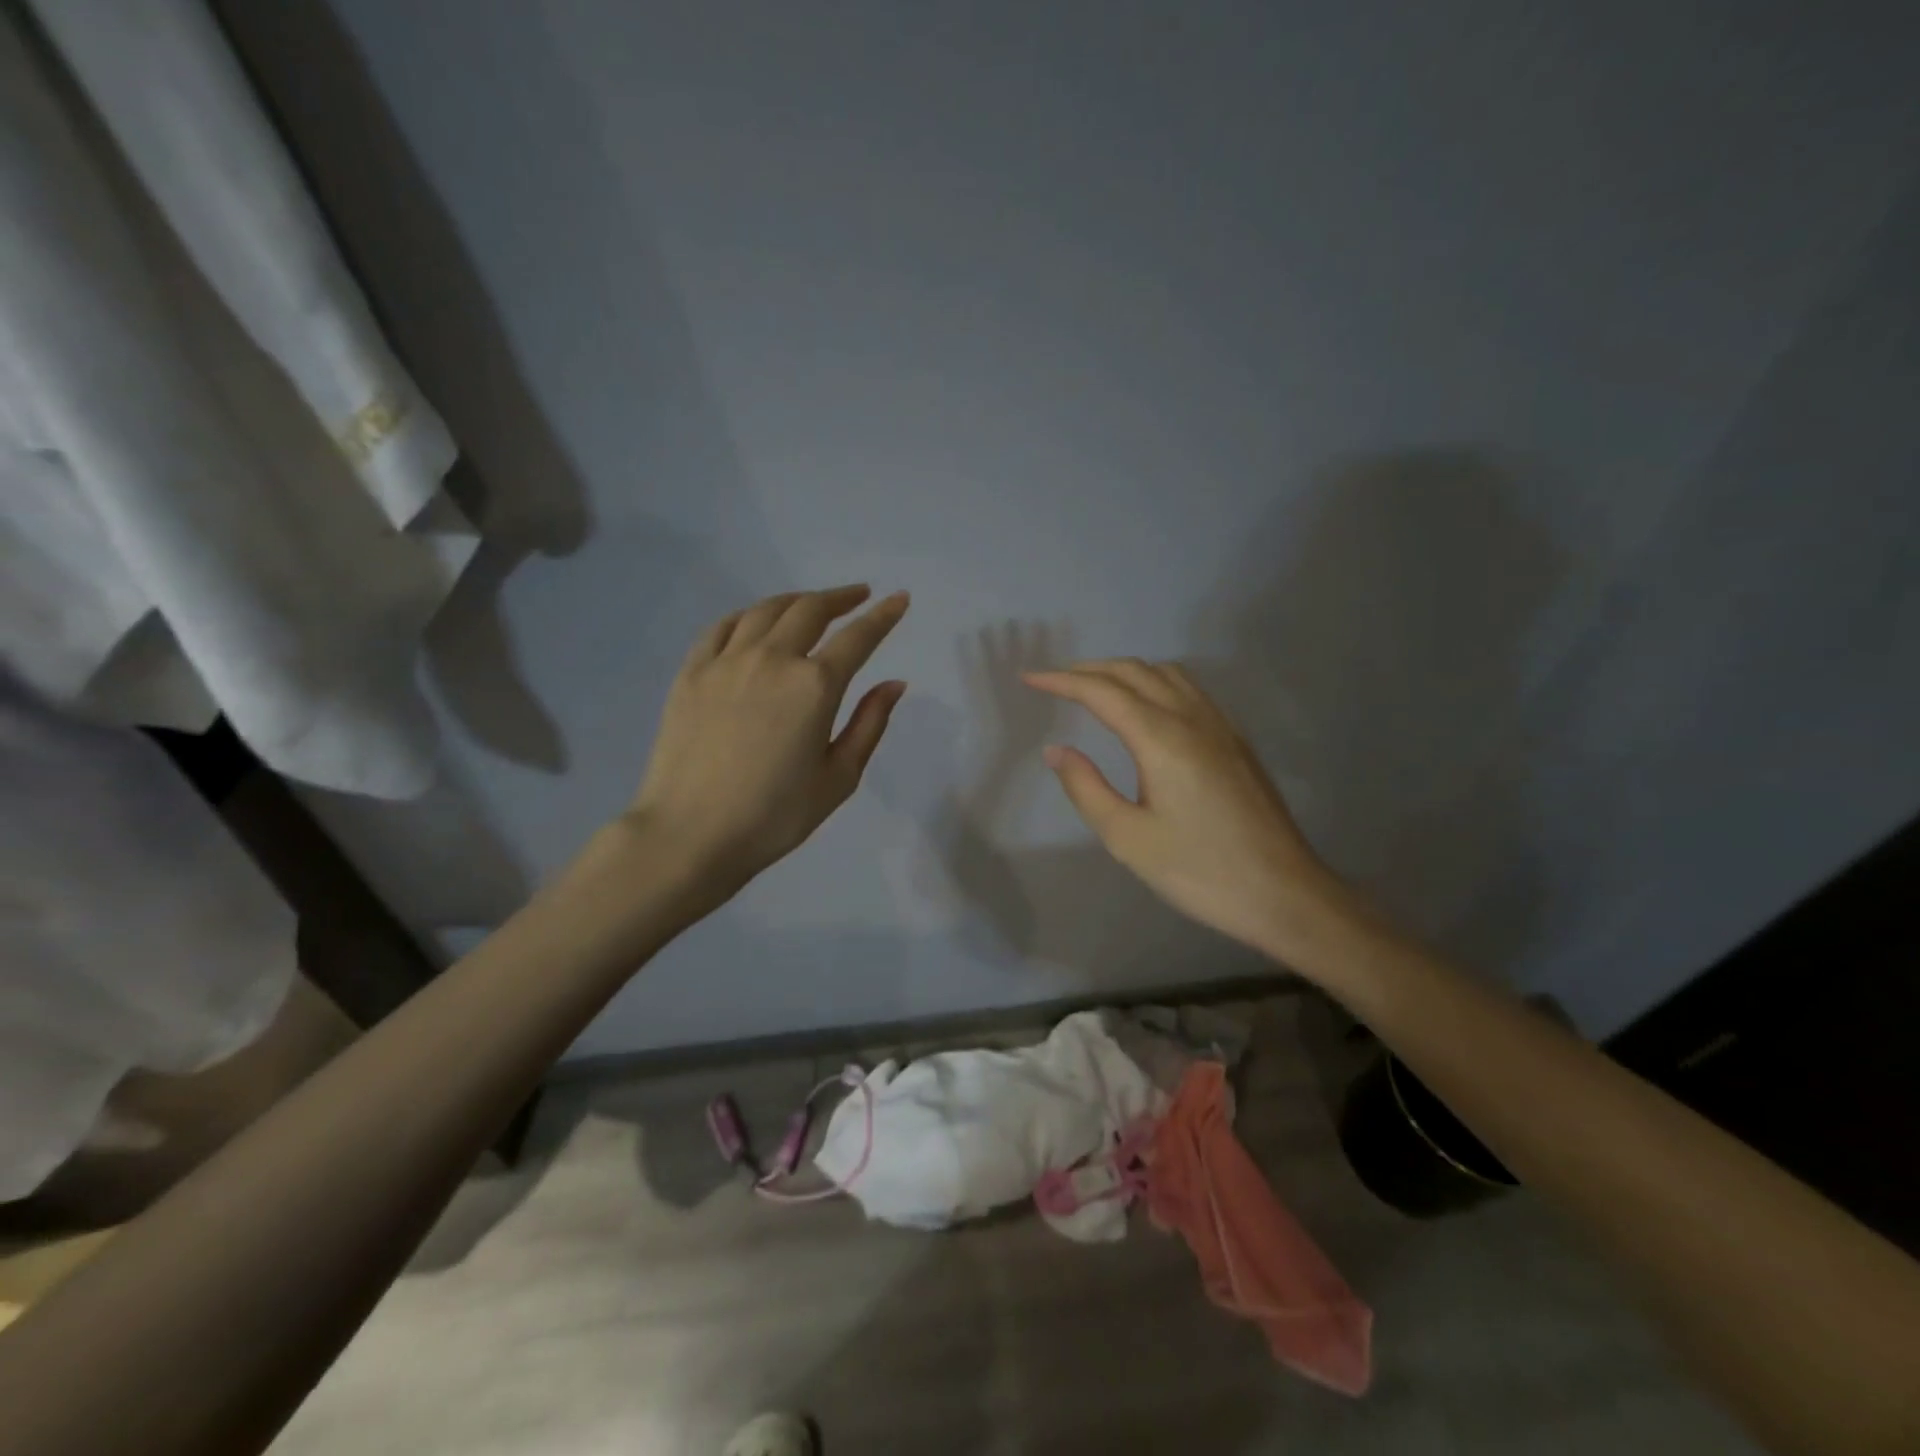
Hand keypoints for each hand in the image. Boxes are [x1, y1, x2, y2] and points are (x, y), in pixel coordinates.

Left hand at [627, 585, 909, 901]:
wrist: (690, 835)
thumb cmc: (774, 816)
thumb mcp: (839, 778)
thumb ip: (869, 724)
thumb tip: (894, 683)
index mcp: (815, 686)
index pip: (858, 637)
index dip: (883, 616)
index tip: (899, 599)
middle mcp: (772, 659)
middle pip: (810, 610)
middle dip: (840, 598)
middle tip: (859, 595)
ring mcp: (726, 661)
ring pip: (766, 610)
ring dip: (796, 600)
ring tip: (812, 604)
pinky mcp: (691, 672)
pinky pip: (723, 627)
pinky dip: (748, 616)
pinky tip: (756, 622)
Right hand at [1023, 659, 1357, 964]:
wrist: (1284, 892)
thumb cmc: (1199, 871)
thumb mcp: (1128, 838)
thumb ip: (1086, 788)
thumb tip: (1056, 750)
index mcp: (1161, 739)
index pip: (1102, 692)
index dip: (1062, 681)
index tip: (1029, 679)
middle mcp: (1192, 718)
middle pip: (1134, 672)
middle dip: (1089, 670)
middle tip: (1054, 682)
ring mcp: (1220, 726)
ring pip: (1166, 674)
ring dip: (1124, 671)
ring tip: (1095, 687)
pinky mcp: (1235, 740)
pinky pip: (1188, 689)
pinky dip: (1154, 682)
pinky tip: (1146, 706)